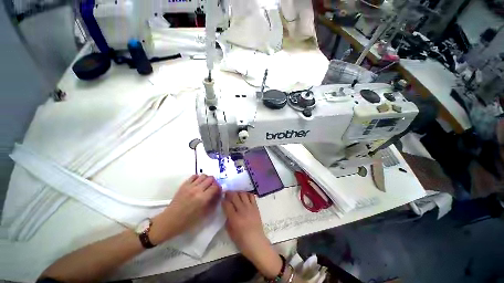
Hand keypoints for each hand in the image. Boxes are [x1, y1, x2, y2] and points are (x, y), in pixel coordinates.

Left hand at [150, 174, 221, 243]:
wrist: (170, 221)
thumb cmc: (188, 221)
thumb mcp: (204, 214)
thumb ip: (213, 203)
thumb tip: (218, 195)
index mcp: (202, 198)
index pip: (215, 187)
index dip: (219, 188)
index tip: (218, 191)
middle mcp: (197, 190)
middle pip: (210, 179)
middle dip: (214, 182)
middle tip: (213, 188)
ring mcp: (190, 186)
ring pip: (203, 175)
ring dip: (207, 179)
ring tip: (205, 185)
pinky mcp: (184, 185)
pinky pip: (194, 176)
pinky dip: (198, 178)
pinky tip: (198, 183)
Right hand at [222, 191, 282, 278]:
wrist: (257, 242)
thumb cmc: (242, 241)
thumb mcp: (230, 232)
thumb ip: (228, 220)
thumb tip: (227, 211)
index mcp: (234, 218)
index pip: (227, 204)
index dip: (223, 200)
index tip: (222, 199)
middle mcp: (242, 210)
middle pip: (234, 196)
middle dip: (229, 193)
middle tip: (226, 193)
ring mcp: (250, 207)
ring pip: (243, 194)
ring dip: (238, 192)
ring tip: (235, 194)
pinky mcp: (256, 207)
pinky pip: (251, 196)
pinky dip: (247, 194)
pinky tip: (244, 196)